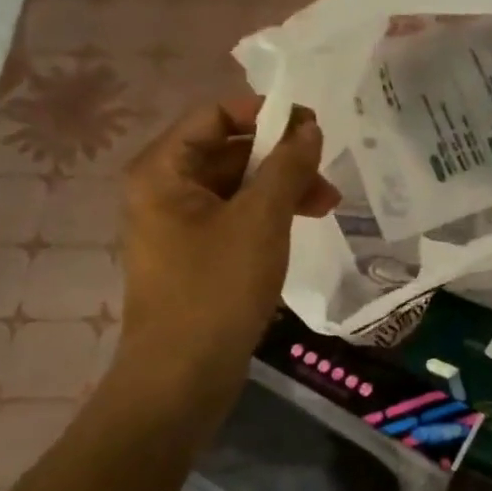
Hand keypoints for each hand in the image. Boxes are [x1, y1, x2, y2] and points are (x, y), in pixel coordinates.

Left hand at [115, 96, 338, 400]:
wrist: (183, 376)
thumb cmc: (216, 288)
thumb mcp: (261, 220)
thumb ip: (288, 166)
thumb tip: (310, 127)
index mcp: (164, 170)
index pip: (215, 114)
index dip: (266, 113)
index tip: (313, 125)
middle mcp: (165, 189)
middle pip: (229, 149)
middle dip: (282, 157)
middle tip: (327, 173)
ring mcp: (180, 224)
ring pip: (238, 185)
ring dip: (283, 187)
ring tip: (327, 205)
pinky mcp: (197, 254)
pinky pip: (237, 216)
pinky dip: (270, 214)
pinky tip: (302, 225)